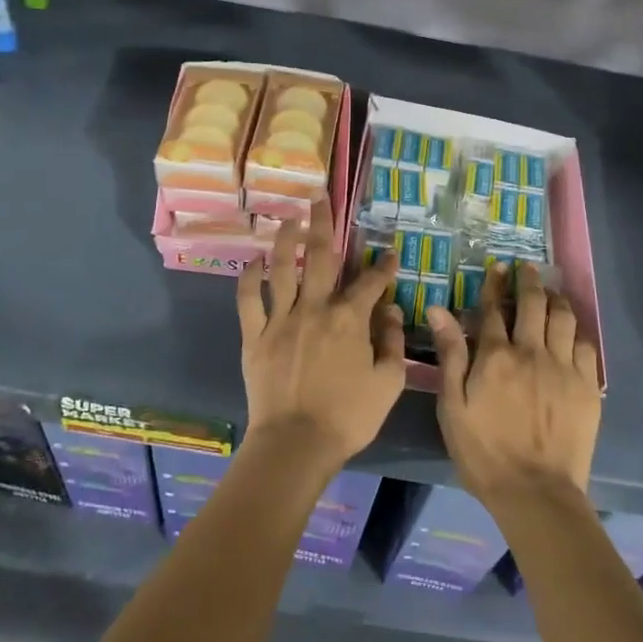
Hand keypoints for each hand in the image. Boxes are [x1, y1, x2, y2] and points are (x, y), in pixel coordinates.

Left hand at [237, 196, 405, 470]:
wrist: (296, 442)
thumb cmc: (348, 417)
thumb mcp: (388, 383)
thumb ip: (393, 343)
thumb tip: (393, 312)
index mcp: (350, 319)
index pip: (370, 283)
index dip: (382, 266)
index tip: (389, 253)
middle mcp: (315, 308)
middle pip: (320, 257)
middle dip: (323, 224)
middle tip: (320, 199)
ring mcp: (281, 320)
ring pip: (282, 269)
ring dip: (286, 240)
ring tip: (288, 218)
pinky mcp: (255, 336)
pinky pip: (249, 300)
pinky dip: (250, 278)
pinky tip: (254, 261)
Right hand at [429, 263, 600, 507]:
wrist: (535, 492)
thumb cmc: (484, 452)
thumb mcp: (452, 406)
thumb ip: (450, 355)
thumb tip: (440, 310)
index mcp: (495, 356)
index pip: (493, 309)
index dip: (494, 284)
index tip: (497, 268)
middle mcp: (532, 351)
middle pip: (533, 303)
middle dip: (528, 280)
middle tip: (527, 268)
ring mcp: (564, 367)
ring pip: (563, 317)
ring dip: (555, 298)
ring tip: (551, 291)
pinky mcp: (588, 386)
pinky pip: (586, 345)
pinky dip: (577, 330)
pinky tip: (572, 329)